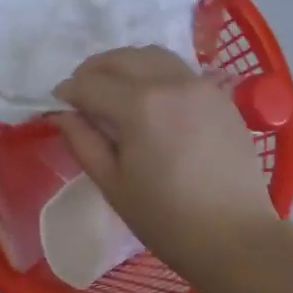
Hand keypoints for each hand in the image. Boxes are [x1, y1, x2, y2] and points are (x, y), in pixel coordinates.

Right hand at [52, 47, 278, 285]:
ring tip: (116, 89)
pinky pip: (180, 70)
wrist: (235, 236)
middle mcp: (170, 82)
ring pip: (153, 56)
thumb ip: (83, 142)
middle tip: (82, 93)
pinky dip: (157, 73)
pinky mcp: (221, 95)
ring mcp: (200, 85)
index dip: (68, 91)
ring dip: (127, 64)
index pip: (91, 83)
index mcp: (139, 105)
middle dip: (94, 70)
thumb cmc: (167, 219)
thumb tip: (62, 114)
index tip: (57, 103)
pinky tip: (152, 99)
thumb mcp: (113, 185)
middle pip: (121, 58)